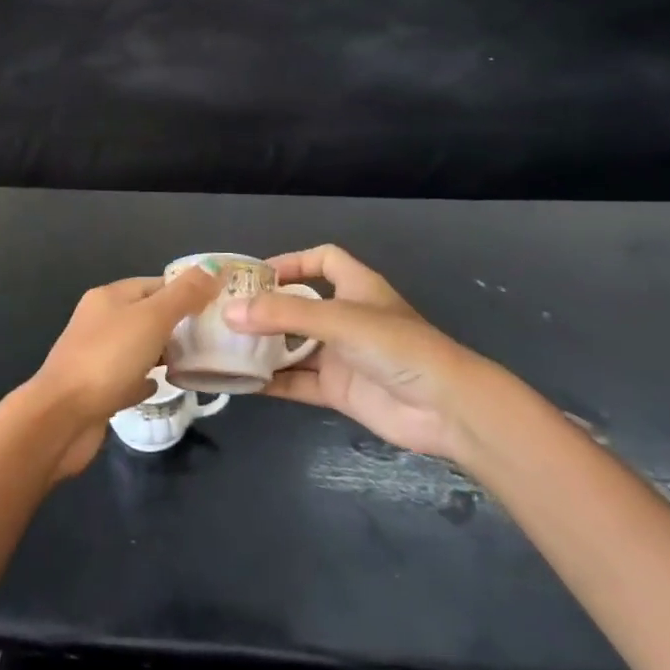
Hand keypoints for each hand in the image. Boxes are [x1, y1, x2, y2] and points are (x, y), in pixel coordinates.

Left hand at [23, 266, 220, 477]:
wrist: (63, 417)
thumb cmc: (108, 359)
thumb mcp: (152, 318)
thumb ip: (185, 294)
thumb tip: (215, 267)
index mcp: (109, 297)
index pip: (155, 284)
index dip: (186, 292)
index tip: (218, 307)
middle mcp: (99, 321)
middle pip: (147, 314)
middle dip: (178, 324)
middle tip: (213, 338)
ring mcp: (96, 355)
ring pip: (138, 346)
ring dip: (164, 351)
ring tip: (197, 361)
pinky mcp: (96, 389)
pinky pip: (127, 378)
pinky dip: (145, 379)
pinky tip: (162, 386)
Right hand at [222, 245, 490, 461]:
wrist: (447, 409)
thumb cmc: (397, 346)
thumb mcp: (339, 320)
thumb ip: (283, 316)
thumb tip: (228, 313)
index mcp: (356, 288)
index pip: (323, 260)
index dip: (293, 261)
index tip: (257, 274)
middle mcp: (346, 318)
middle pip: (299, 306)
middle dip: (265, 309)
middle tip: (223, 312)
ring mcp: (342, 356)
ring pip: (293, 346)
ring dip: (263, 347)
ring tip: (223, 346)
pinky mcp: (339, 390)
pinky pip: (297, 382)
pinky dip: (271, 382)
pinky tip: (241, 383)